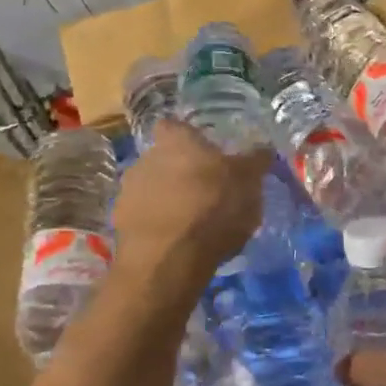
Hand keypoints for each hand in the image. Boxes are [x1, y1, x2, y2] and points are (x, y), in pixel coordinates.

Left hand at [113, 120, 268, 299]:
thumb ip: (256, 161)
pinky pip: (143, 217)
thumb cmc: (213, 208)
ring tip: (192, 221)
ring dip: (168, 198)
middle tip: (206, 190)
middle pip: (163, 157)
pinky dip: (157, 224)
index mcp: (176, 141)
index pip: (175, 126)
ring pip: (151, 187)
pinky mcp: (121, 223)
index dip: (189, 138)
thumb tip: (264, 148)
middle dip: (181, 171)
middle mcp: (145, 158)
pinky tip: (176, 241)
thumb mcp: (249, 183)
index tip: (205, 152)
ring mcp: (128, 191)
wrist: (169, 259)